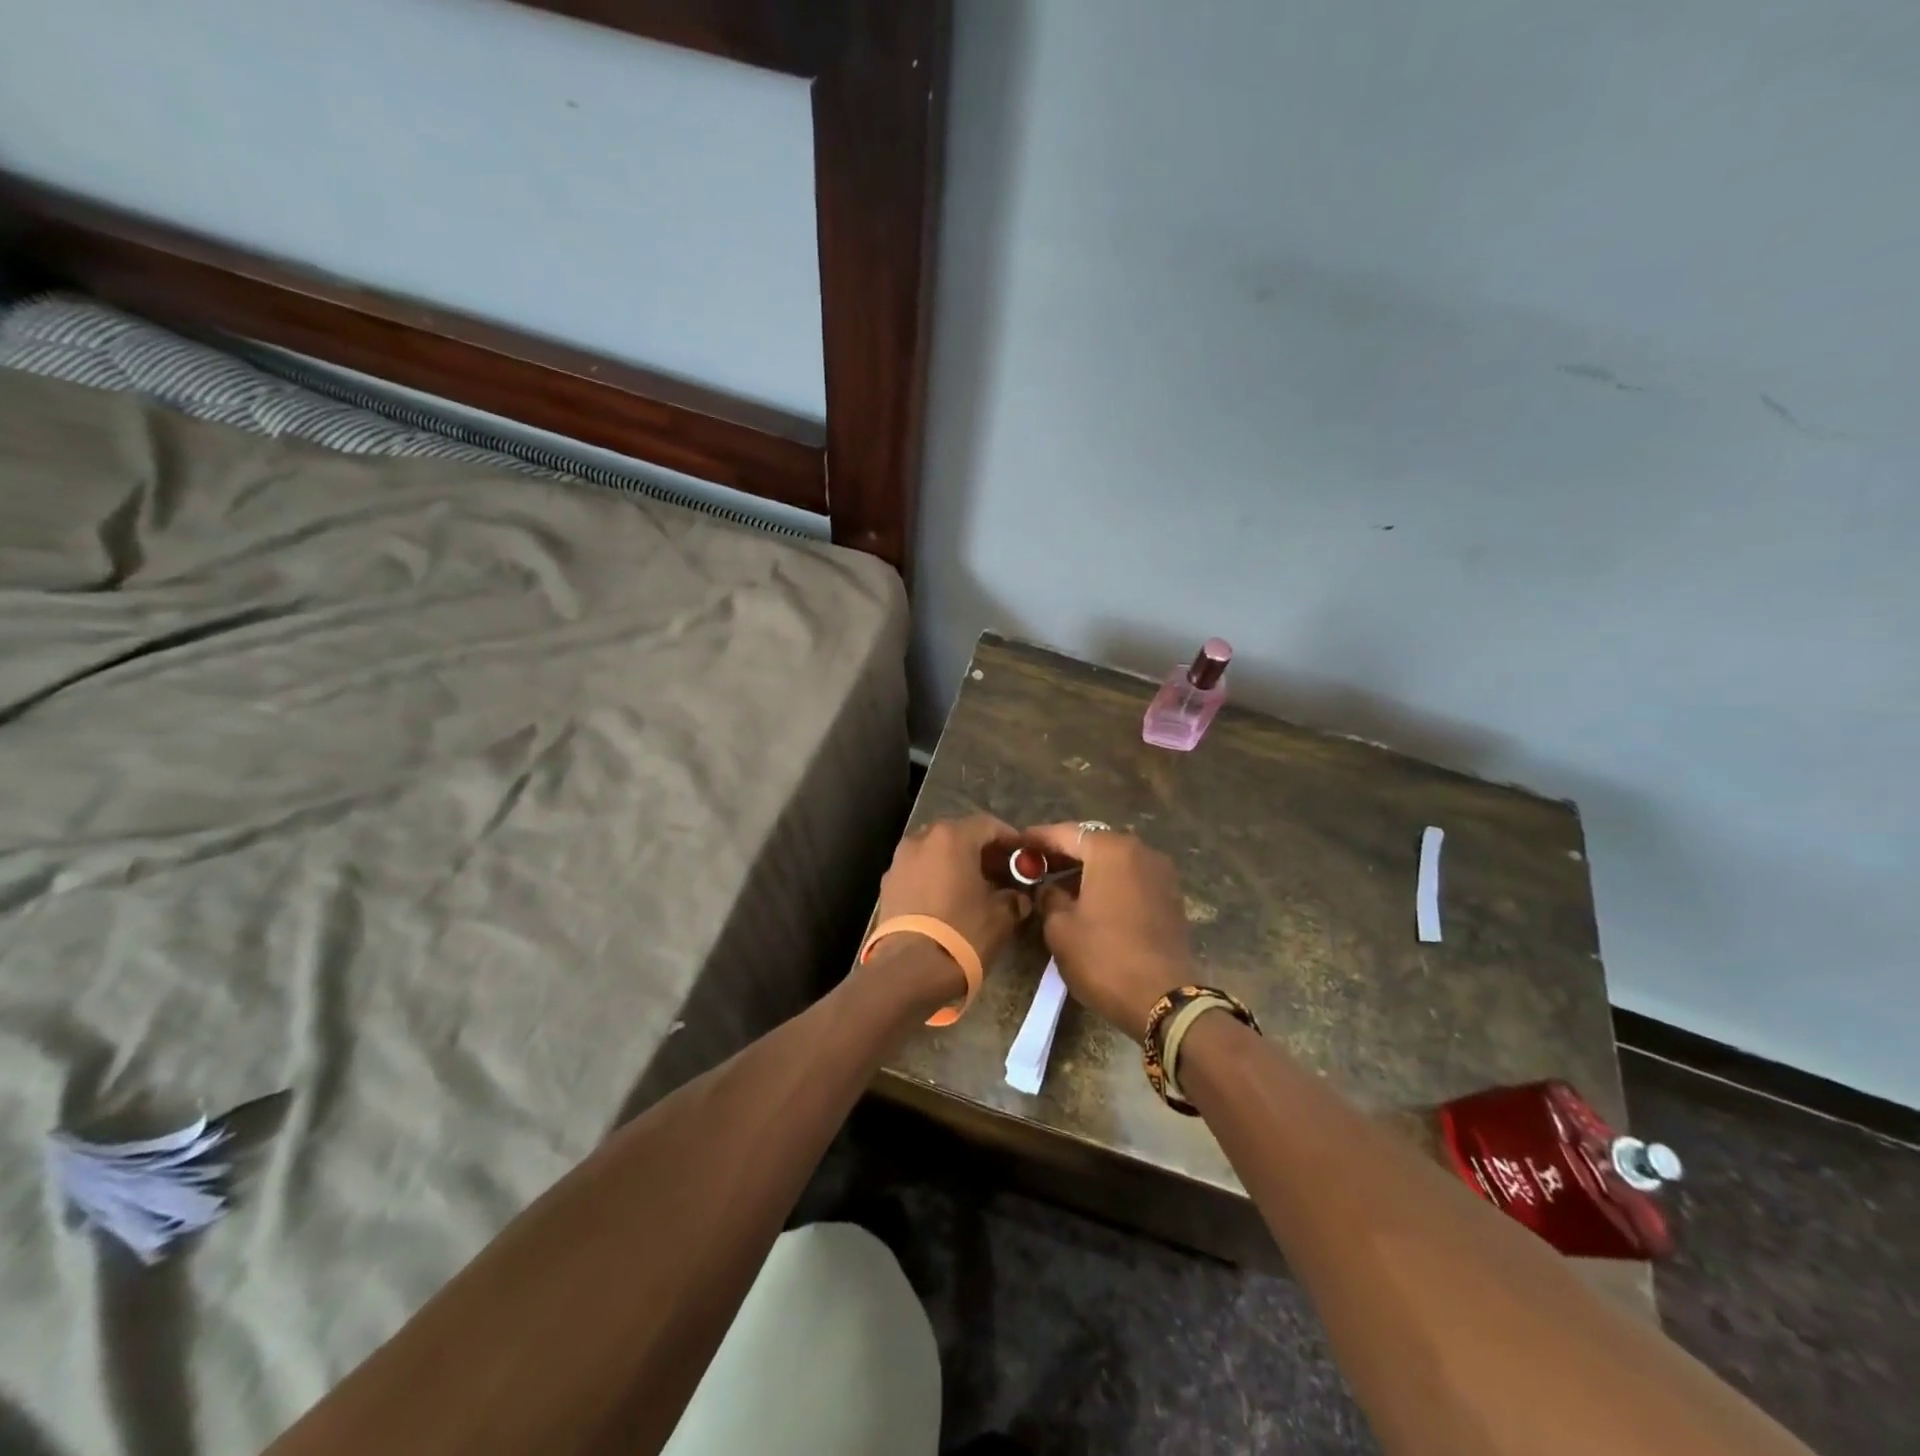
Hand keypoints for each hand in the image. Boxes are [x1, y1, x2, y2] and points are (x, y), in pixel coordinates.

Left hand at [874, 814, 1033, 982]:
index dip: (1009, 839)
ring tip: (975, 887)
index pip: (988, 825)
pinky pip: (919, 870)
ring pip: (935, 851)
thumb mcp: (1000, 917)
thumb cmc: (962, 933)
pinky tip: (948, 900)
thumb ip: (1014, 899)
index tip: (1024, 856)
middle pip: (958, 834)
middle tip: (1001, 871)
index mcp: (952, 837)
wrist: (908, 970)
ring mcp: (899, 861)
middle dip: (981, 850)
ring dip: (956, 863)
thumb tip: (1018, 897)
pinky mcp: (887, 885)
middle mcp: (921, 839)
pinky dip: (936, 877)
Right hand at [1023, 823, 1194, 1036]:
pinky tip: (1090, 901)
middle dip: (1064, 852)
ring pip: (1114, 861)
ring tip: (1059, 885)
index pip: (1066, 833)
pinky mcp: (1170, 897)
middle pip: (1093, 843)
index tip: (1017, 842)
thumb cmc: (1104, 957)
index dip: (1038, 838)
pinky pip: (1131, 878)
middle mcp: (1140, 851)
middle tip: (1036, 864)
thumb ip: (1049, 897)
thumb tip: (1049, 888)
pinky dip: (1109, 882)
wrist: (1163, 999)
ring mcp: (1160, 873)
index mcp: (1111, 850)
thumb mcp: (1060, 927)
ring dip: (1087, 869)